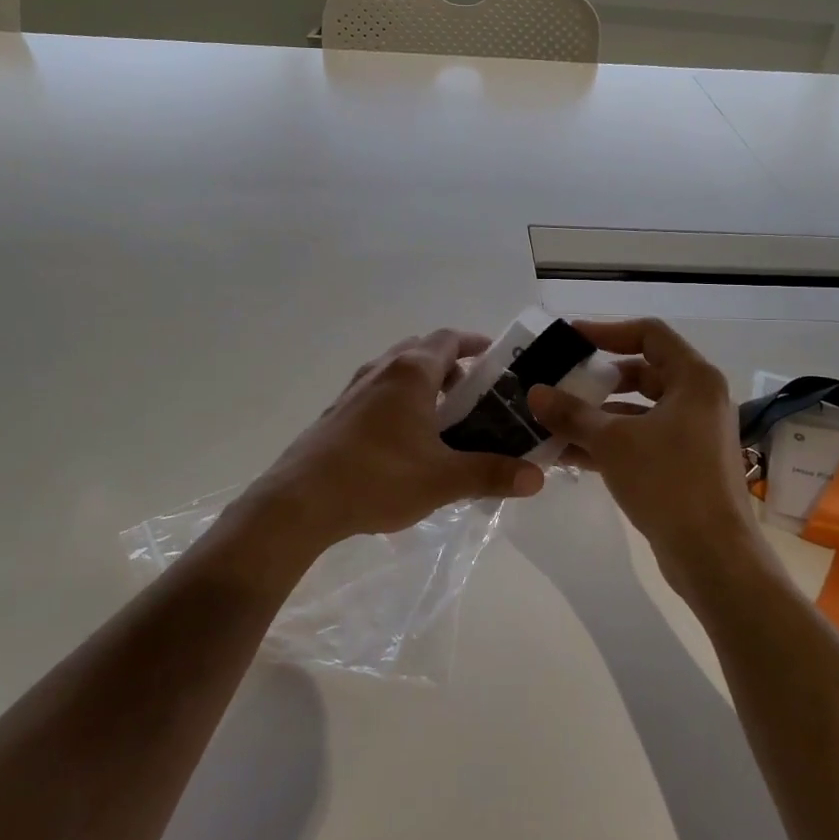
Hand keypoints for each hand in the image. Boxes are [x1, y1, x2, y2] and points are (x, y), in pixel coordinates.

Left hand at [245, 328, 544, 551]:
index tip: (497, 357)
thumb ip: (491, 474)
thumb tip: (537, 477)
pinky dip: (400, 400)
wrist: (301, 501)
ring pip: (397, 371)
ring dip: (423, 383)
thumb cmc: (378, 478)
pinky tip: (406, 439)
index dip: (475, 343)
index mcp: (410, 373)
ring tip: (445, 416)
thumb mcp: (442, 479)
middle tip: (475, 392)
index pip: (449, 339)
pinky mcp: (338, 412)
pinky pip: (378, 392)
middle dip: (451, 364)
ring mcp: (354, 389)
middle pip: (422, 350)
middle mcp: (381, 370)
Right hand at [528, 319, 764, 600]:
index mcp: (694, 379)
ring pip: (639, 411)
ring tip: (553, 420)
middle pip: (643, 372)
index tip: (570, 340)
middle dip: (598, 379)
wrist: (713, 555)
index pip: (649, 334)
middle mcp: (698, 400)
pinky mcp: (684, 465)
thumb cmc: (668, 482)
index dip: (607, 331)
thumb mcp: (612, 442)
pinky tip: (568, 453)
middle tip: (559, 381)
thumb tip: (535, 393)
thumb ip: (572, 413)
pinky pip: (641, 440)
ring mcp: (693, 434)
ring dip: (598, 415)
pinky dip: (610, 442)